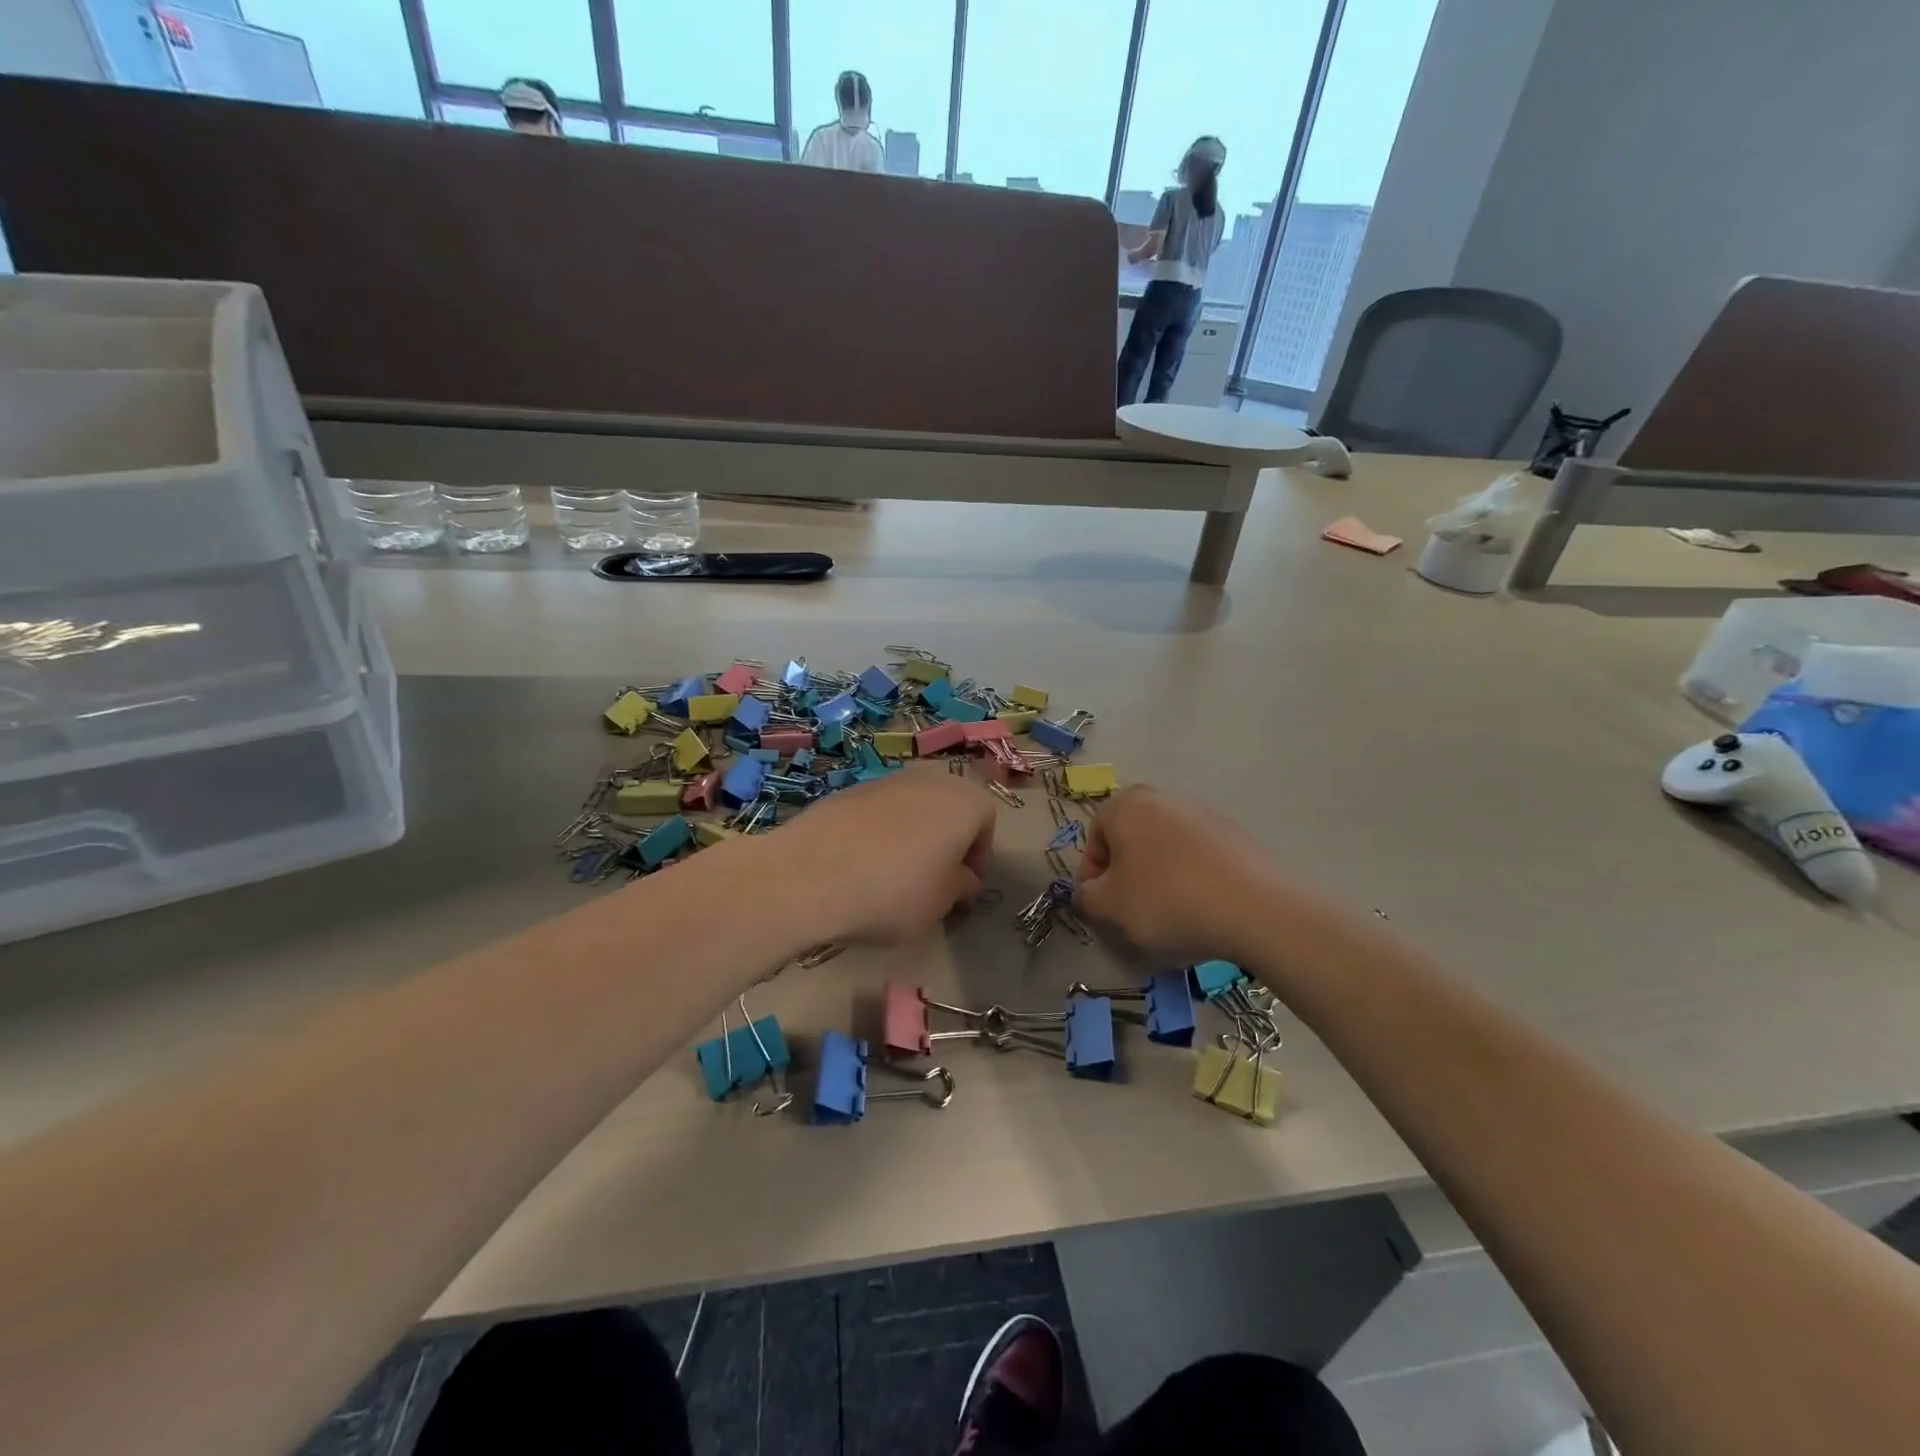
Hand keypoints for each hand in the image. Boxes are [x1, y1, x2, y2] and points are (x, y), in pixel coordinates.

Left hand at [763, 767, 994, 944]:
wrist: (809, 874)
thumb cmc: (893, 892)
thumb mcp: (940, 904)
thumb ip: (960, 887)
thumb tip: (962, 878)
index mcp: (964, 802)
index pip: (986, 825)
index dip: (978, 859)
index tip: (963, 889)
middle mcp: (930, 780)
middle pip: (950, 808)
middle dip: (947, 840)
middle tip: (933, 879)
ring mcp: (887, 780)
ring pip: (914, 807)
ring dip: (913, 835)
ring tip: (894, 874)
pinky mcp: (850, 789)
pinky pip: (880, 811)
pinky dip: (880, 832)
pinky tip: (861, 864)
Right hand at [1073, 786, 1277, 963]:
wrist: (1254, 908)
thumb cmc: (1166, 900)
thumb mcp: (1109, 907)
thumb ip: (1085, 898)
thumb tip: (1089, 893)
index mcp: (1126, 804)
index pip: (1094, 841)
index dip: (1092, 879)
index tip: (1103, 910)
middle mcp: (1163, 798)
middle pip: (1131, 843)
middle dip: (1127, 878)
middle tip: (1133, 915)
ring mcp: (1203, 814)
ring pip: (1164, 852)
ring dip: (1159, 881)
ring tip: (1171, 918)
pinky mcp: (1235, 836)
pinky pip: (1198, 860)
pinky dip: (1192, 883)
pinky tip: (1202, 912)